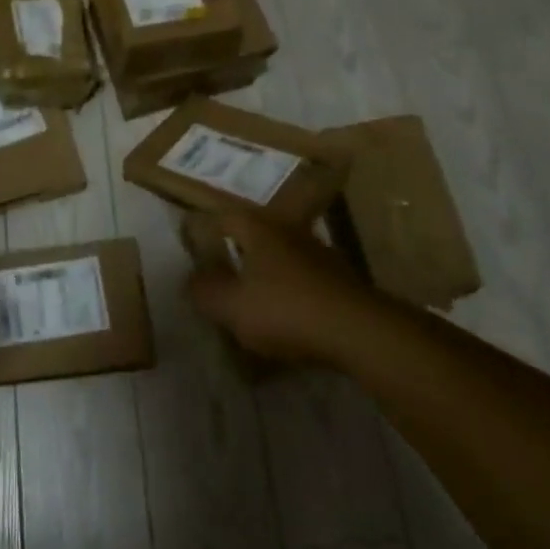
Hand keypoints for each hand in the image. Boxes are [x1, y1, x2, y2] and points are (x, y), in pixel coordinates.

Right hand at [187, 213, 375, 367]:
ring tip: (252, 298)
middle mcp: (289, 231)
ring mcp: (319, 254)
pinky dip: (291, 292)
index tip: (193, 245)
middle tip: (220, 272)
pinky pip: (304, 280)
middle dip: (237, 252)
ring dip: (267, 273)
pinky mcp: (341, 280)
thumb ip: (204, 291)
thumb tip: (190, 279)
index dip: (206, 230)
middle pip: (256, 235)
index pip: (225, 217)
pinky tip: (286, 316)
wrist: (359, 331)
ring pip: (282, 257)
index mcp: (259, 230)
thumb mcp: (231, 306)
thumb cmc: (285, 310)